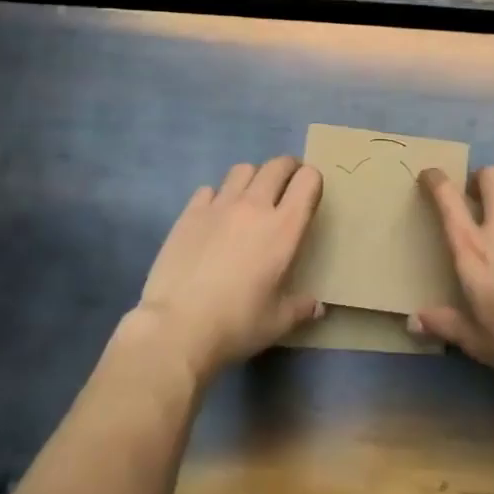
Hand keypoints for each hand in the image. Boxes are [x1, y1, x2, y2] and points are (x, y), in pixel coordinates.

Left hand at [133, 156, 324, 384]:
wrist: (176, 328)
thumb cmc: (236, 324)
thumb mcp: (277, 322)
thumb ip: (300, 307)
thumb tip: (317, 306)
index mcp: (283, 228)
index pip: (308, 181)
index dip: (312, 181)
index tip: (309, 194)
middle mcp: (254, 206)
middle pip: (277, 165)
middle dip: (288, 169)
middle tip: (287, 185)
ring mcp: (220, 205)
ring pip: (243, 169)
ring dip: (253, 177)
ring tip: (251, 196)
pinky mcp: (190, 212)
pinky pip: (210, 189)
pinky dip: (218, 196)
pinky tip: (215, 217)